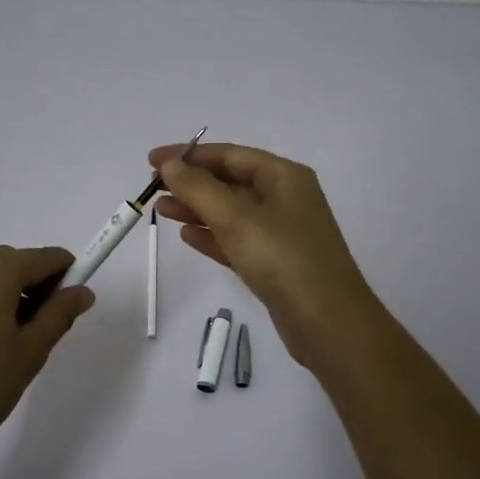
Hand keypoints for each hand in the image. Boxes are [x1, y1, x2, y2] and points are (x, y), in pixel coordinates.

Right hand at [150, 143, 379, 365]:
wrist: (328, 323)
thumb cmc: (283, 259)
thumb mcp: (236, 218)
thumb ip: (198, 188)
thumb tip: (169, 164)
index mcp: (284, 177)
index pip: (230, 155)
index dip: (189, 155)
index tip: (152, 160)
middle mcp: (285, 198)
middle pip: (230, 181)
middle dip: (191, 182)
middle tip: (151, 187)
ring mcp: (281, 232)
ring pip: (230, 212)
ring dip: (196, 208)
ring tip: (160, 209)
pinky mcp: (274, 264)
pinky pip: (237, 240)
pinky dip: (212, 236)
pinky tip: (186, 235)